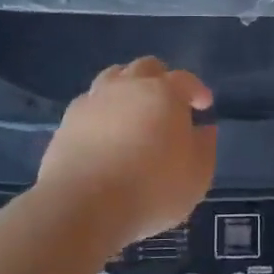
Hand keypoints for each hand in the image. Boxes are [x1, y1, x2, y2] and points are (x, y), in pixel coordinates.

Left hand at [37, 57, 216, 252]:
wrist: (83, 206)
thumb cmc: (151, 189)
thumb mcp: (197, 175)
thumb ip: (204, 147)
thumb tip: (203, 129)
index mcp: (165, 93)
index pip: (186, 80)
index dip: (197, 90)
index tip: (203, 106)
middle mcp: (129, 86)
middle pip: (146, 67)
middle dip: (161, 80)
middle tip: (168, 104)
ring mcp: (94, 99)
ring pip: (114, 77)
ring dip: (128, 87)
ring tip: (133, 111)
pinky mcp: (68, 120)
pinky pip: (90, 102)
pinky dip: (102, 109)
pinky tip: (104, 130)